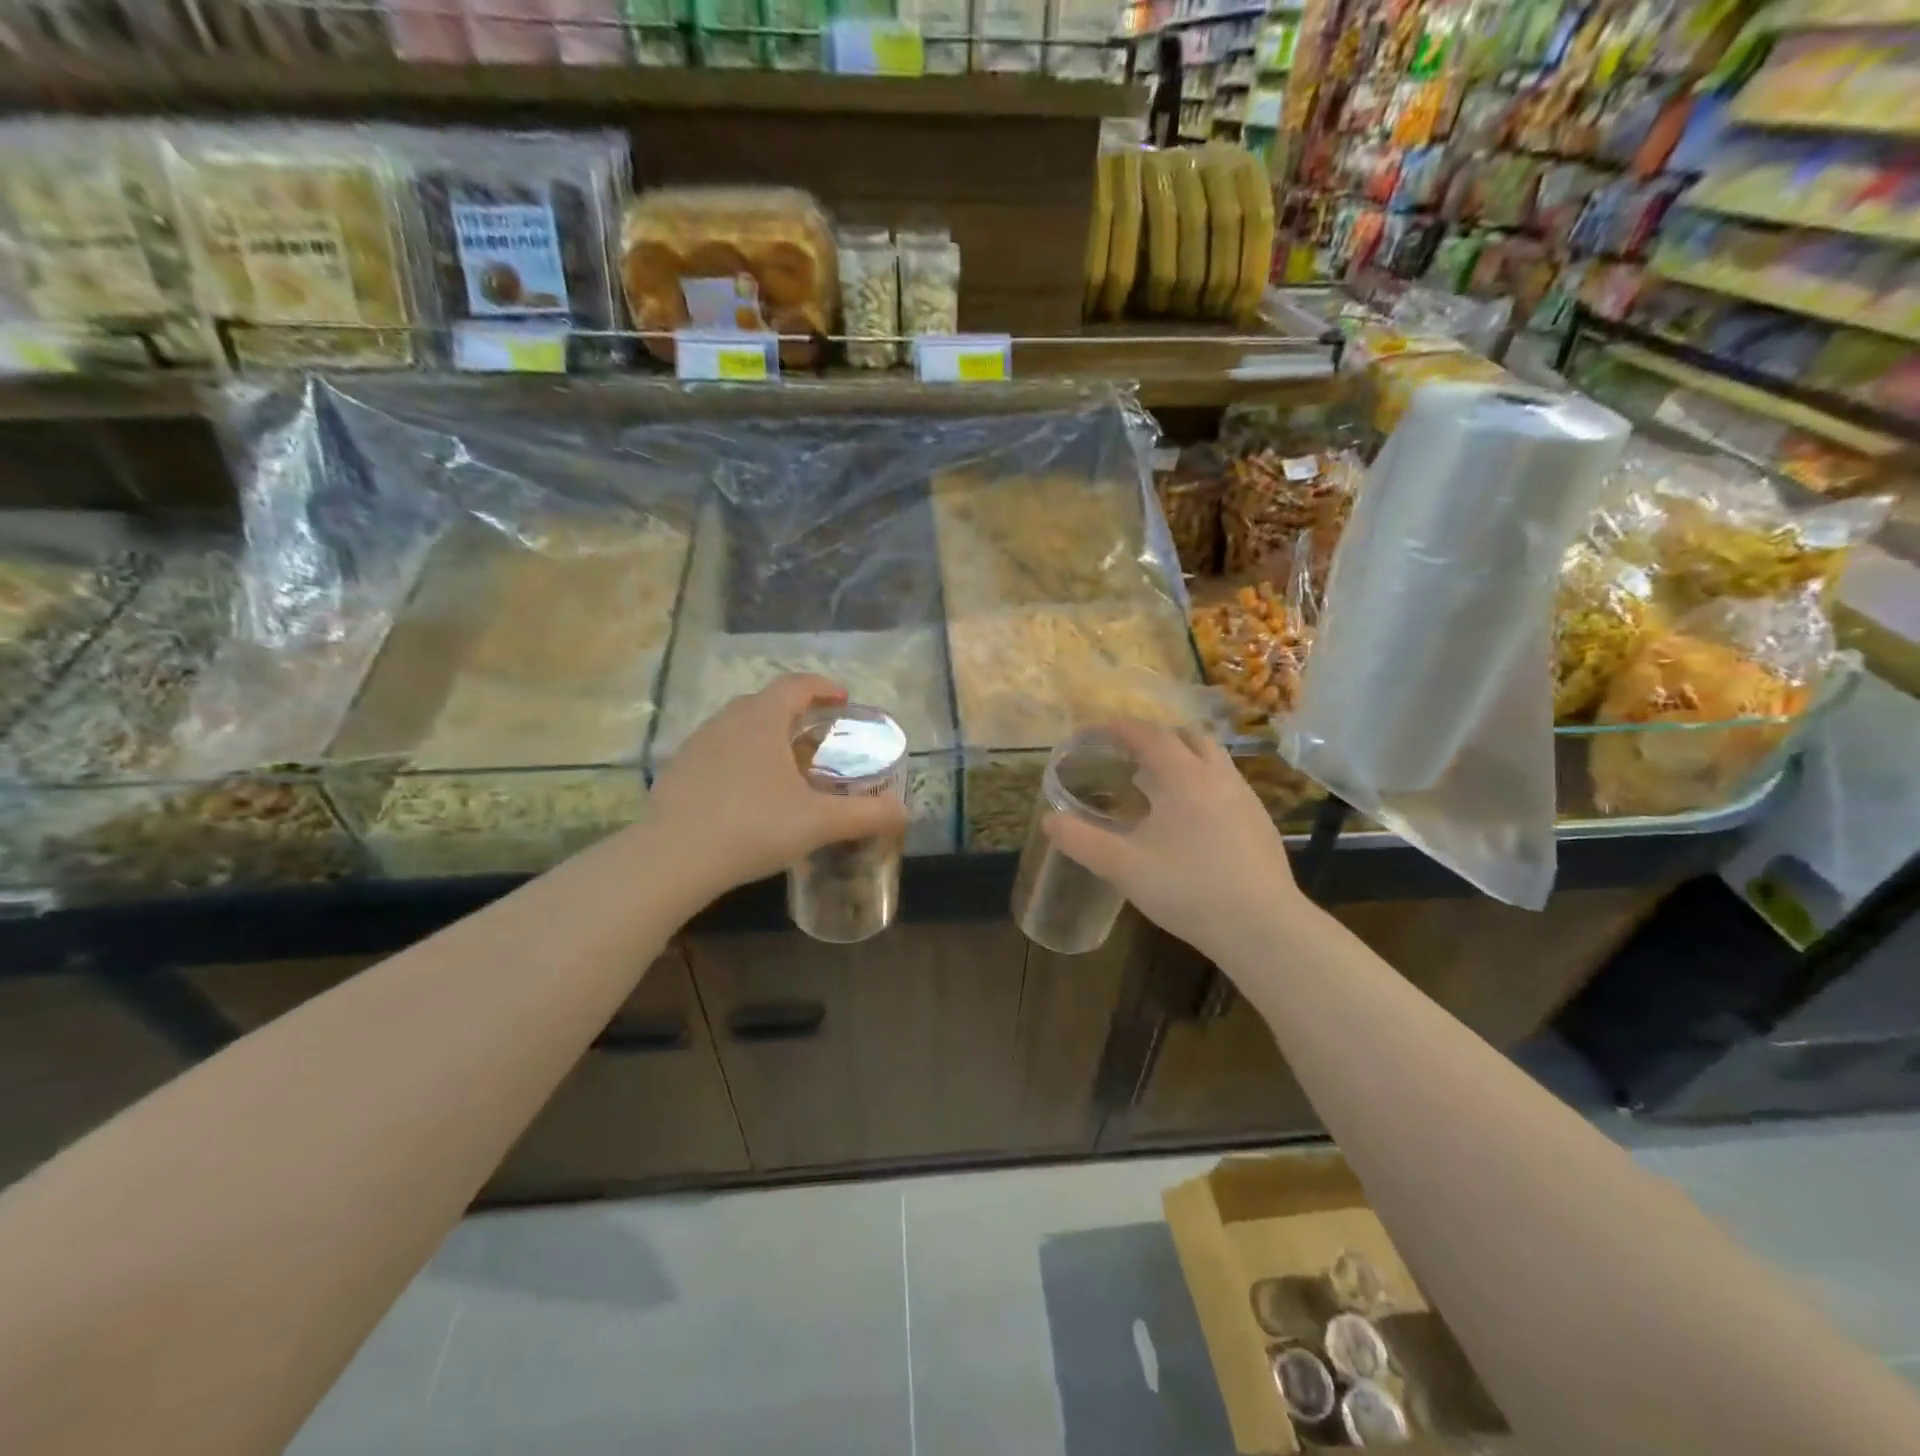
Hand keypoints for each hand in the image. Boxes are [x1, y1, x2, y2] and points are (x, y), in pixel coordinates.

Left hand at [645, 674, 908, 902]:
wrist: (673, 858)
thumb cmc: (753, 827)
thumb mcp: (818, 822)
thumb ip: (866, 815)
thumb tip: (904, 812)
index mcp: (762, 720)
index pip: (796, 685)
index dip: (823, 688)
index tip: (843, 700)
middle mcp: (727, 721)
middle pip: (765, 703)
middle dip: (795, 713)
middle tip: (817, 737)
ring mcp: (696, 745)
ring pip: (737, 727)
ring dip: (764, 736)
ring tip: (784, 766)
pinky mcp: (677, 771)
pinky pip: (716, 752)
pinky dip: (739, 759)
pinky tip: (746, 793)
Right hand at [1043, 722, 1306, 965]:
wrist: (1263, 927)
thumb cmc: (1188, 889)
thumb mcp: (1123, 867)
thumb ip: (1081, 840)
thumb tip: (1049, 819)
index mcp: (1183, 777)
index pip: (1149, 735)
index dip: (1121, 728)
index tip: (1097, 731)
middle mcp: (1218, 776)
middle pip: (1188, 737)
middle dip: (1156, 737)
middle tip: (1129, 755)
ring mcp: (1246, 798)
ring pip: (1213, 759)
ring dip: (1183, 759)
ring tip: (1157, 785)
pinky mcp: (1260, 823)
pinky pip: (1226, 785)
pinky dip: (1202, 784)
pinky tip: (1190, 820)